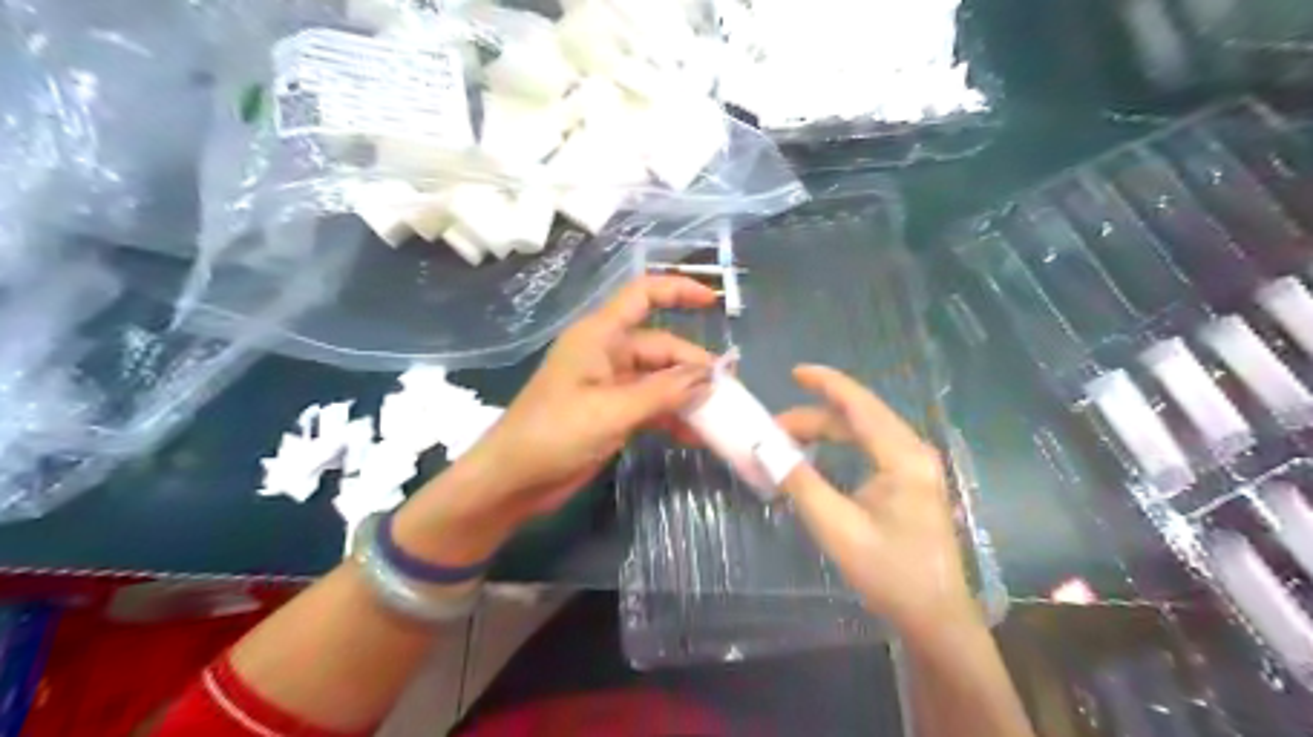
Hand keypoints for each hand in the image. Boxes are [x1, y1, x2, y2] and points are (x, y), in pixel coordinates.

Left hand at [448, 275, 715, 524]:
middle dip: (693, 367)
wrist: (512, 480)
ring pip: (659, 379)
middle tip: (727, 394)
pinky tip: (694, 436)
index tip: (713, 302)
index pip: (642, 295)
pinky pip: (650, 405)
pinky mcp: (611, 412)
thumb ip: (664, 392)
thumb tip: (710, 376)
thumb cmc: (554, 434)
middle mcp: (607, 353)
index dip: (678, 290)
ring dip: (686, 396)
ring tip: (717, 418)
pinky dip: (671, 416)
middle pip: (661, 347)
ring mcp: (609, 384)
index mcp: (600, 336)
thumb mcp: (612, 411)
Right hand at [773, 364, 979, 638]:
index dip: (827, 383)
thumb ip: (800, 482)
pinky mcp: (913, 481)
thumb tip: (766, 449)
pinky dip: (842, 445)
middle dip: (815, 415)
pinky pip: (873, 447)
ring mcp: (916, 466)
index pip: (860, 405)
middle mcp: (914, 452)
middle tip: (774, 429)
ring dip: (827, 430)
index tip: (795, 371)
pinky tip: (820, 453)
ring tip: (789, 440)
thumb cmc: (888, 572)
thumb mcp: (836, 526)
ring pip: (866, 431)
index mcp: (902, 457)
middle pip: (860, 416)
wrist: (934, 616)